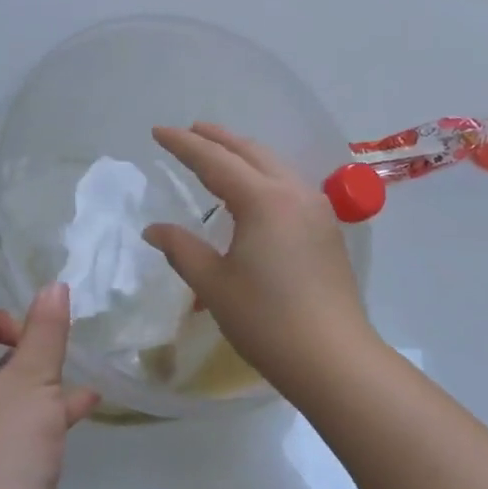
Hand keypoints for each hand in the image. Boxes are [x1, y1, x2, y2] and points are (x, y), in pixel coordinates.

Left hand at [0, 285, 99, 488]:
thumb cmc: (5, 442)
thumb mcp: (33, 381)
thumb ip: (45, 332)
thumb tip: (53, 286)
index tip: (32, 337)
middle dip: (23, 353)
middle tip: (51, 355)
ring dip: (36, 384)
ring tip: (75, 381)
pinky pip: (1, 426)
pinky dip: (34, 414)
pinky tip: (80, 408)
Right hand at [143, 123, 374, 391]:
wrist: (333, 358)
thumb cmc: (266, 321)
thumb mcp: (214, 285)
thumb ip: (182, 249)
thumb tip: (154, 230)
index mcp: (263, 200)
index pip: (215, 161)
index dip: (184, 145)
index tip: (158, 131)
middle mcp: (294, 193)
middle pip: (251, 152)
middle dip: (218, 139)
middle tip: (190, 131)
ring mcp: (317, 209)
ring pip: (275, 165)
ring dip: (245, 154)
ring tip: (220, 153)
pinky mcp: (327, 230)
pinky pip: (290, 185)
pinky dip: (265, 174)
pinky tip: (255, 190)